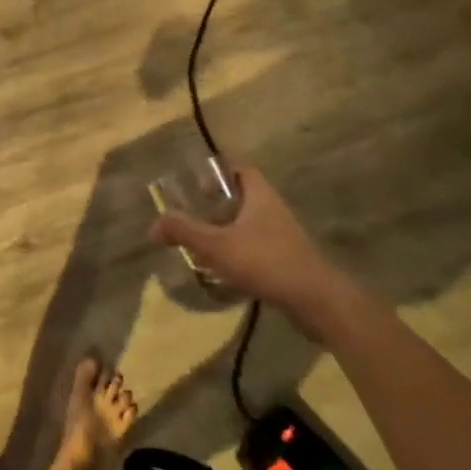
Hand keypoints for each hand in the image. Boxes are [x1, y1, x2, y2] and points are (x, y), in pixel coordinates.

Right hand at [151, 165, 355, 338]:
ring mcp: (283, 236)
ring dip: (228, 228)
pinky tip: (224, 268)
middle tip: (194, 212)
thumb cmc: (265, 262)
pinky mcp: (288, 260)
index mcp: (260, 196)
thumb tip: (153, 224)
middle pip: (244, 195)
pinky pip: (258, 246)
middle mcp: (273, 209)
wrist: (316, 301)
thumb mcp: (216, 246)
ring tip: (203, 241)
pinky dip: (239, 251)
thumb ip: (184, 232)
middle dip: (218, 202)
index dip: (219, 169)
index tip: (197, 181)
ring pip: (251, 222)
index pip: (241, 168)